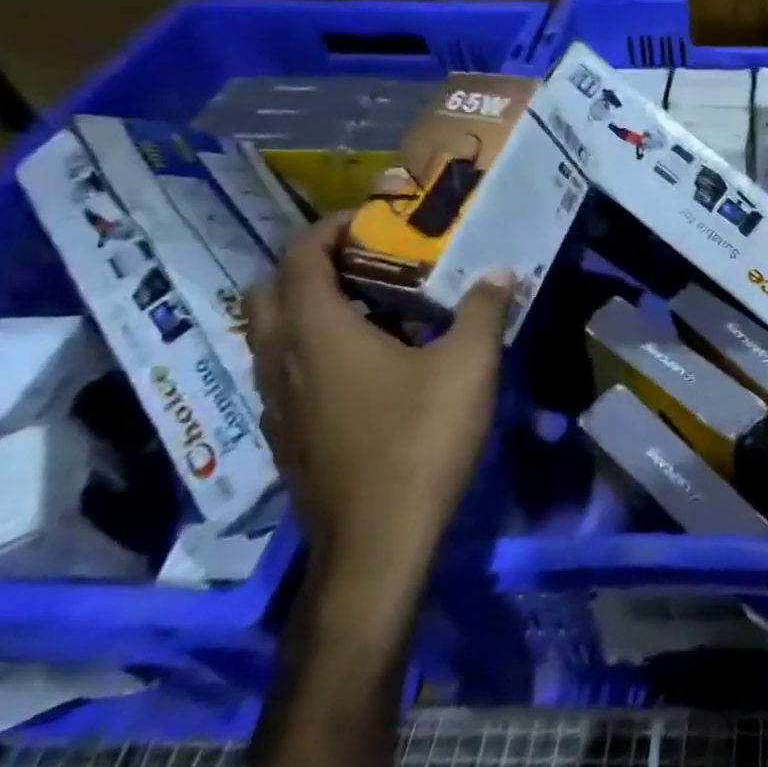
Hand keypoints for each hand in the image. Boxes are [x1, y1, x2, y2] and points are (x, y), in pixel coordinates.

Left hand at [247, 216, 512, 588]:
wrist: (377, 545)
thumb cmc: (420, 442)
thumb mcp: (469, 367)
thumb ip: (483, 311)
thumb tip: (498, 272)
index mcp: (319, 335)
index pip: (299, 261)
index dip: (325, 230)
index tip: (367, 221)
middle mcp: (283, 363)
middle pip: (269, 294)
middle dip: (308, 266)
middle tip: (364, 262)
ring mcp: (277, 405)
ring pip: (271, 337)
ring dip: (306, 309)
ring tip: (368, 308)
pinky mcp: (287, 437)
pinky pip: (285, 372)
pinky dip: (311, 350)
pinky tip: (364, 367)